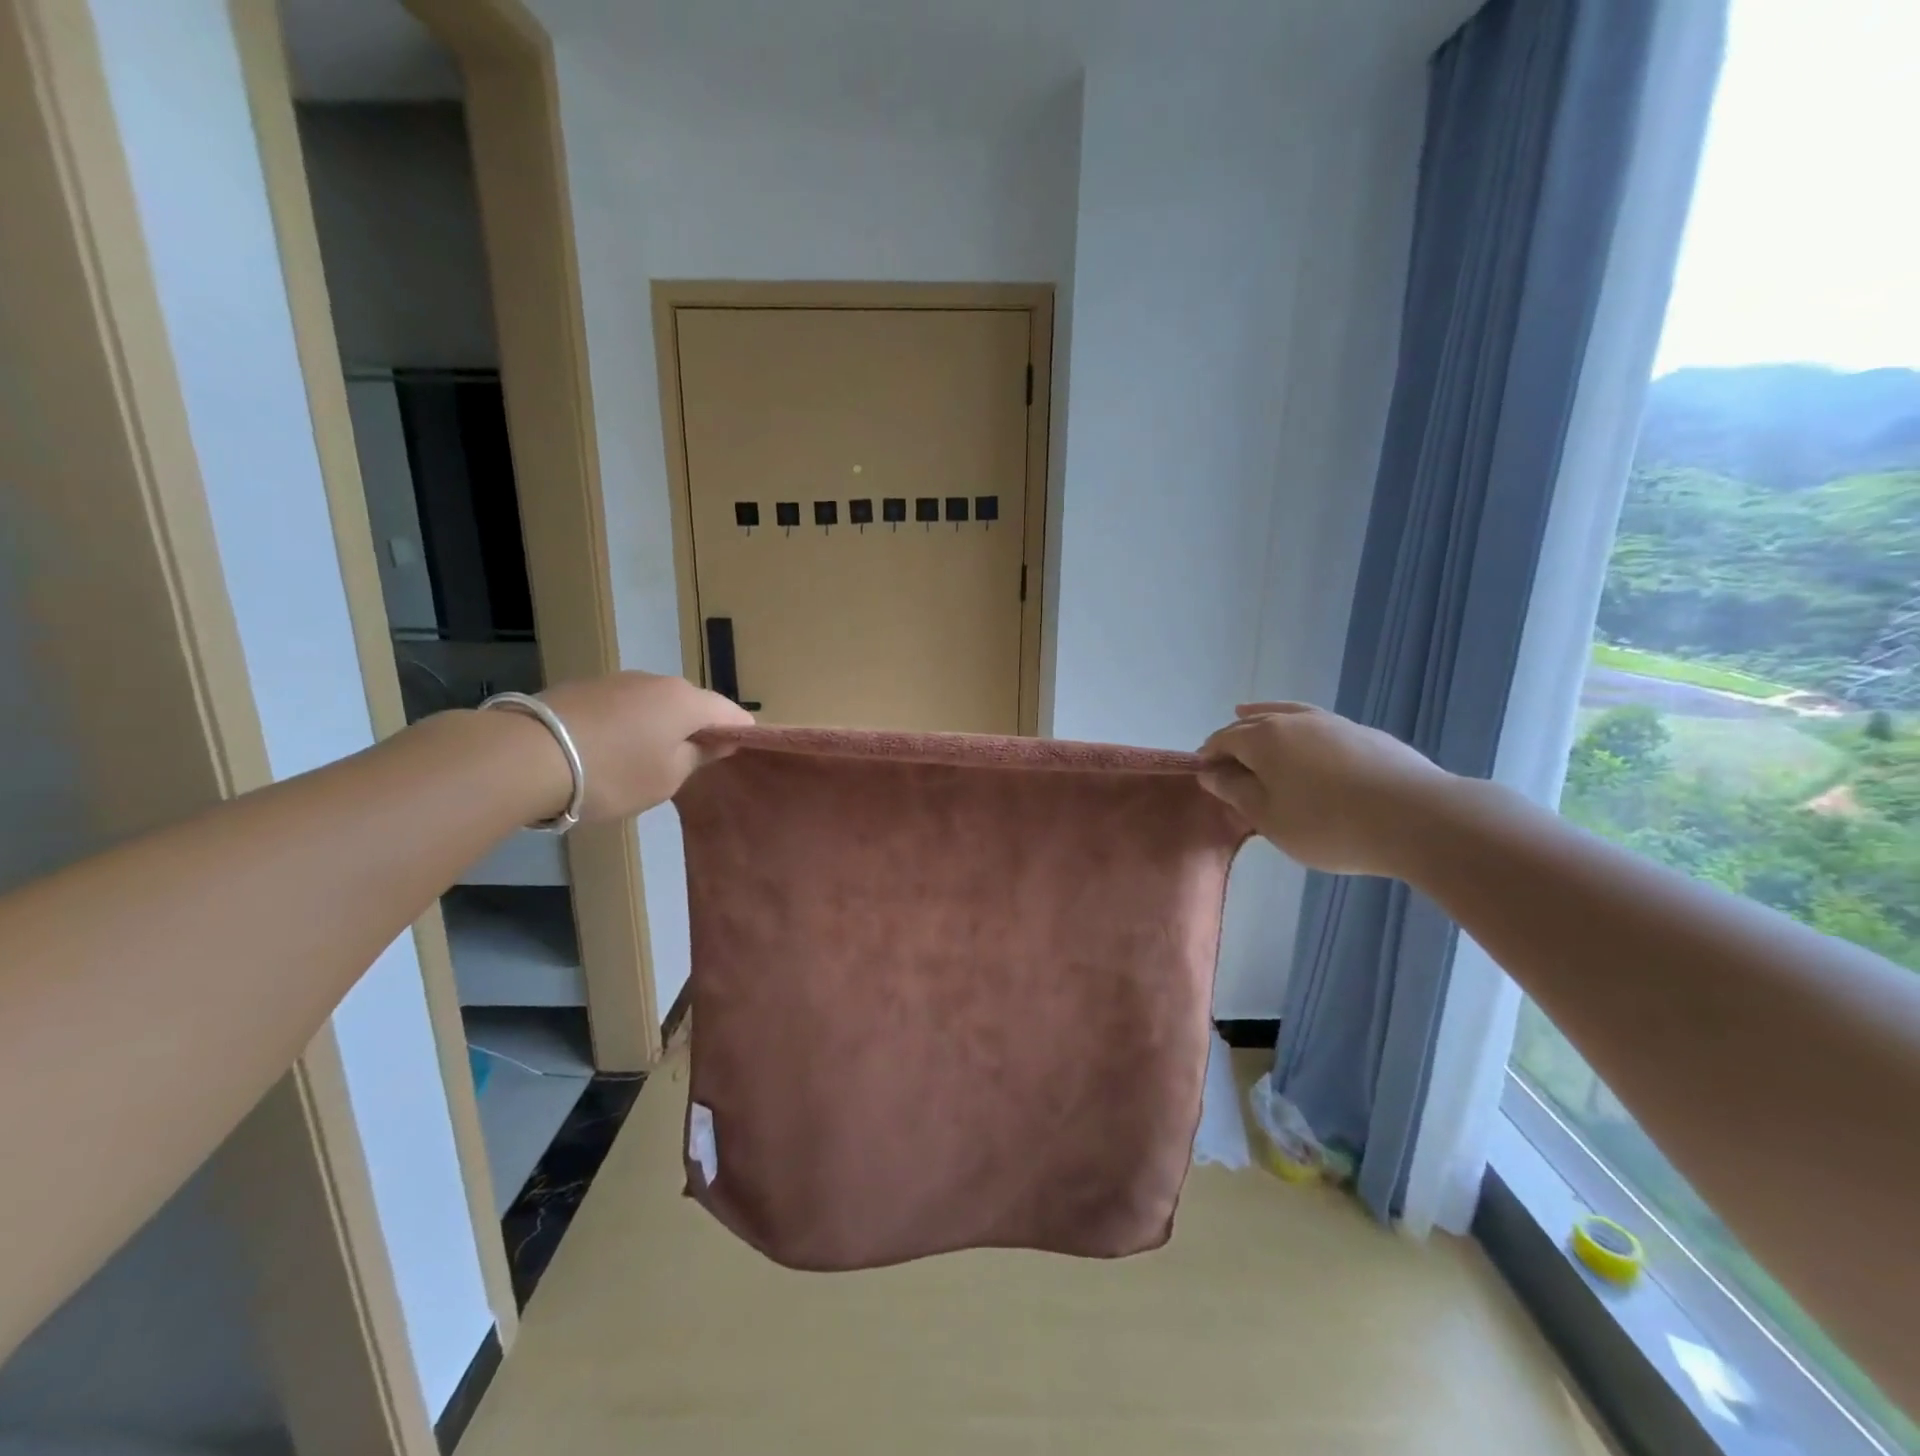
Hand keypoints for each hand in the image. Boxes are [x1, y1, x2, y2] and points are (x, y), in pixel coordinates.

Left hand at [536, 672, 752, 822]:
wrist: (527, 756)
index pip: (729, 711)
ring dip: (660, 725)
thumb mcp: (666, 778)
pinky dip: (628, 723)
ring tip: (647, 758)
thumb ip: (698, 757)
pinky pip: (623, 705)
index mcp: (686, 701)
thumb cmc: (613, 772)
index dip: (740, 731)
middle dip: (697, 728)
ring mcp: (617, 680)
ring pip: (654, 703)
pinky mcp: (584, 687)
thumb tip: (718, 741)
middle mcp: (656, 681)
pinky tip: (611, 749)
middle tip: (692, 762)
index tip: (740, 751)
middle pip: (691, 703)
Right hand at [1198, 703, 1453, 876]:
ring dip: (1266, 719)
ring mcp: (1334, 723)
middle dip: (1235, 738)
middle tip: (1227, 761)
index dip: (1209, 756)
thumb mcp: (1269, 818)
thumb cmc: (1328, 824)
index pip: (1223, 740)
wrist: (1417, 818)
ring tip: (1251, 716)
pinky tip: (1308, 744)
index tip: (1204, 775)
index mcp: (1263, 738)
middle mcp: (1294, 721)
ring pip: (1288, 715)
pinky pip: (1319, 726)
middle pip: (1254, 723)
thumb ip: (1236, 793)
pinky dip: (1301, 730)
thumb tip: (1210, 774)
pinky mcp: (1365, 734)